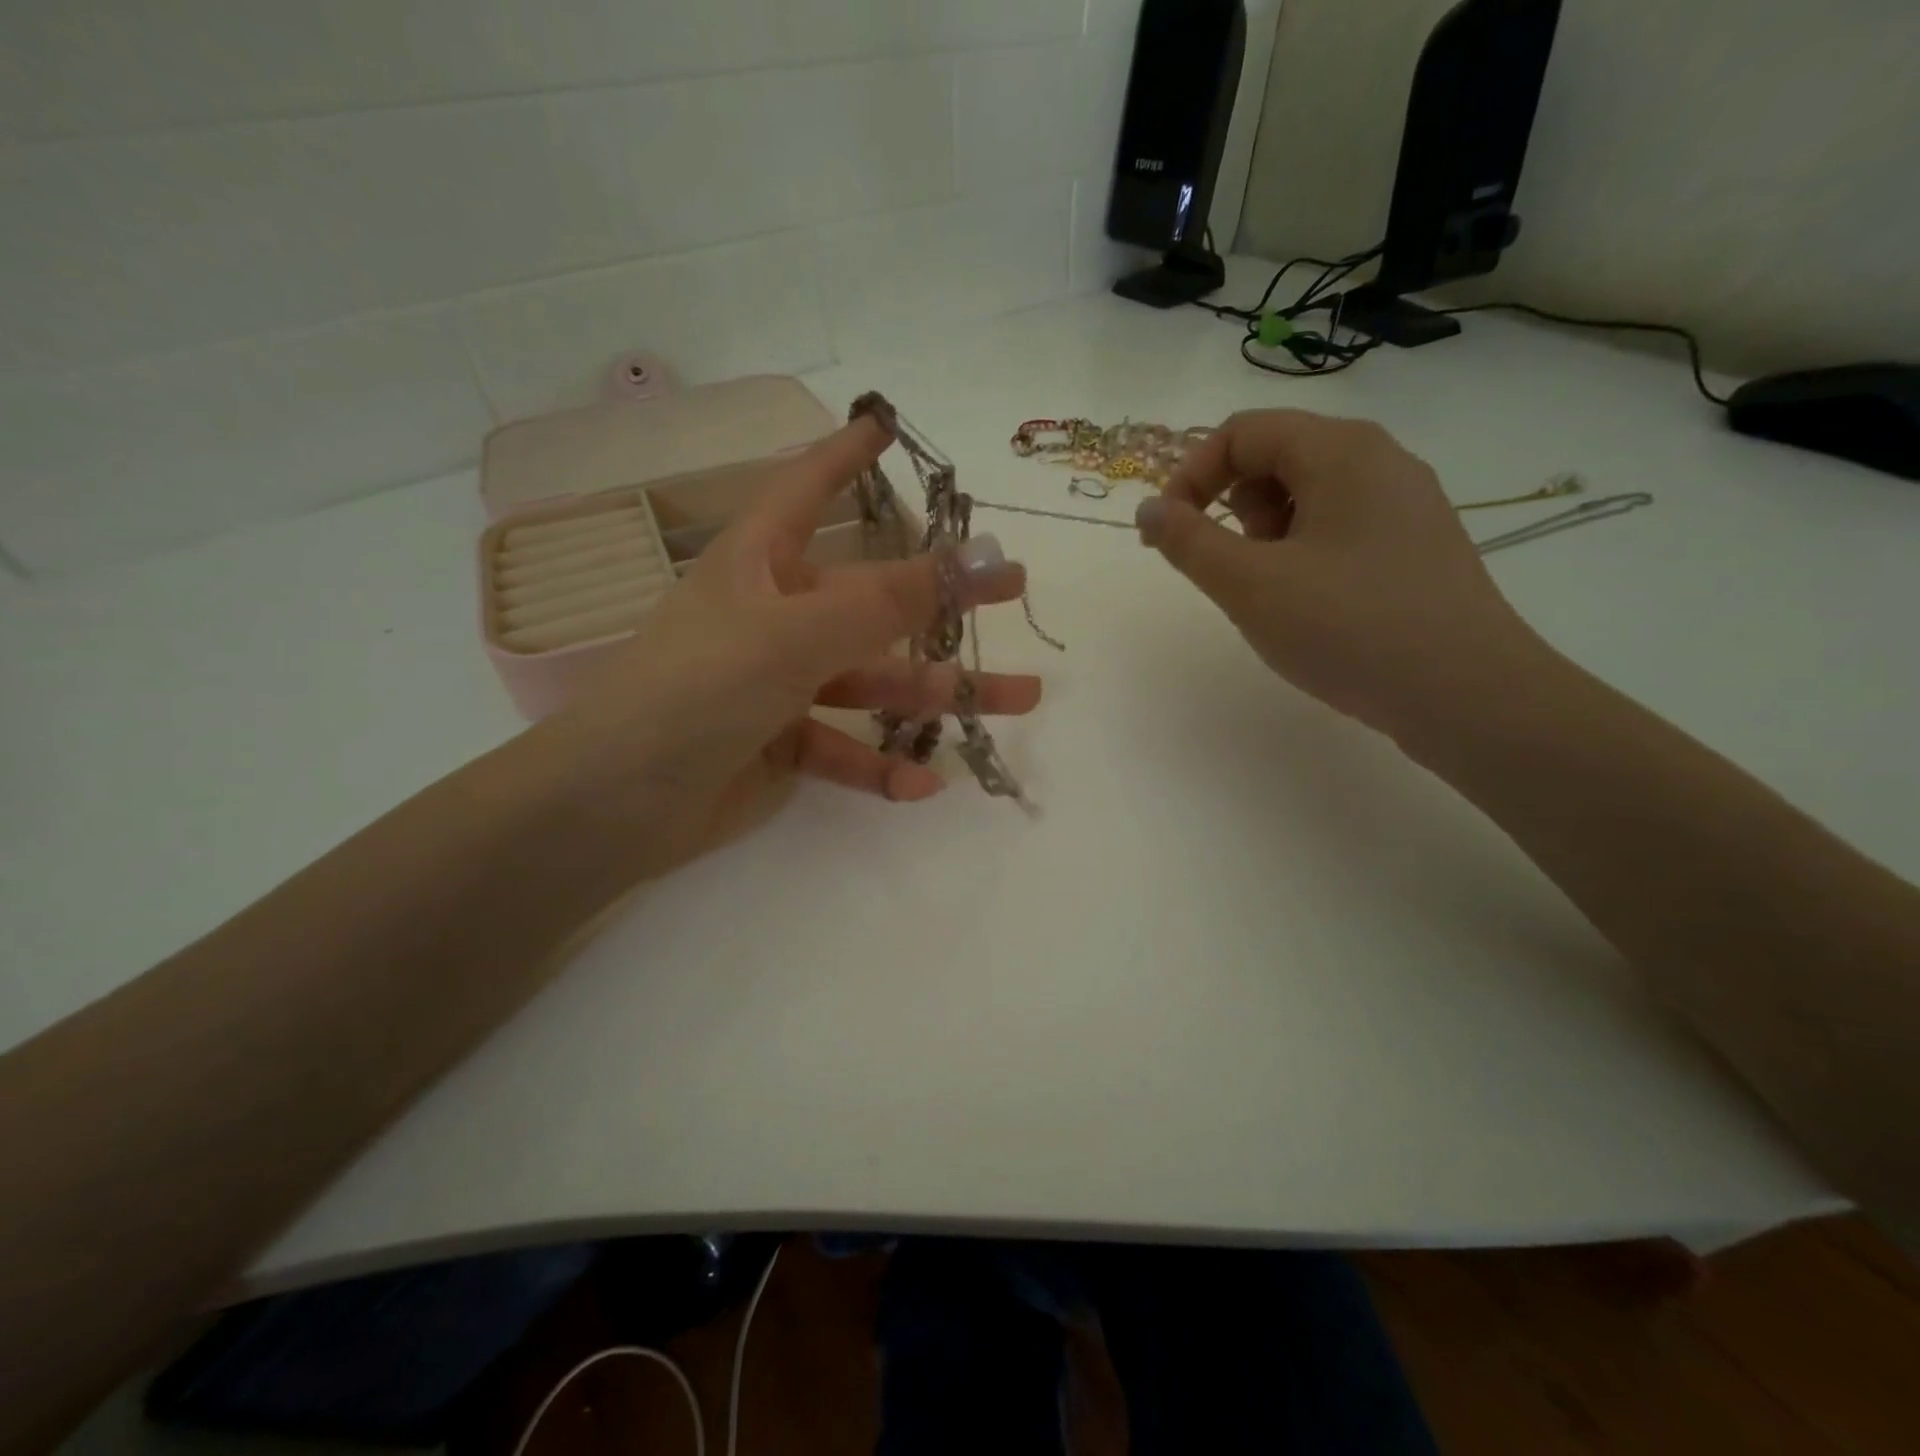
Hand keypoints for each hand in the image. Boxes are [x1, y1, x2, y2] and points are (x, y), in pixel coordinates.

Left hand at [530, 416, 1040, 879]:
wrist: (616, 803)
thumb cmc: (697, 690)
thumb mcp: (795, 636)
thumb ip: (887, 603)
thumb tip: (981, 558)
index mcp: (760, 564)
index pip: (806, 487)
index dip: (844, 453)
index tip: (887, 426)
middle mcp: (774, 615)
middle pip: (872, 598)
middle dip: (941, 600)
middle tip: (1011, 592)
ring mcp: (781, 683)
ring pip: (874, 681)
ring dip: (938, 695)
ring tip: (1018, 702)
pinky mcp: (783, 744)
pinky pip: (845, 746)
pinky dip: (881, 764)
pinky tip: (924, 785)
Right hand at [1136, 408, 1543, 739]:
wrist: (1467, 694)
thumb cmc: (1349, 627)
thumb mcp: (1249, 585)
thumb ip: (1188, 542)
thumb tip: (1149, 509)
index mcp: (1340, 450)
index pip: (1242, 432)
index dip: (1190, 476)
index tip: (1168, 534)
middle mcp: (1380, 460)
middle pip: (1276, 457)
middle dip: (1233, 508)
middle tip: (1234, 569)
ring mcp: (1405, 503)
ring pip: (1308, 495)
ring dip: (1267, 535)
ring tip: (1275, 594)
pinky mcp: (1415, 545)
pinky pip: (1339, 528)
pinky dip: (1303, 553)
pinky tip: (1312, 606)